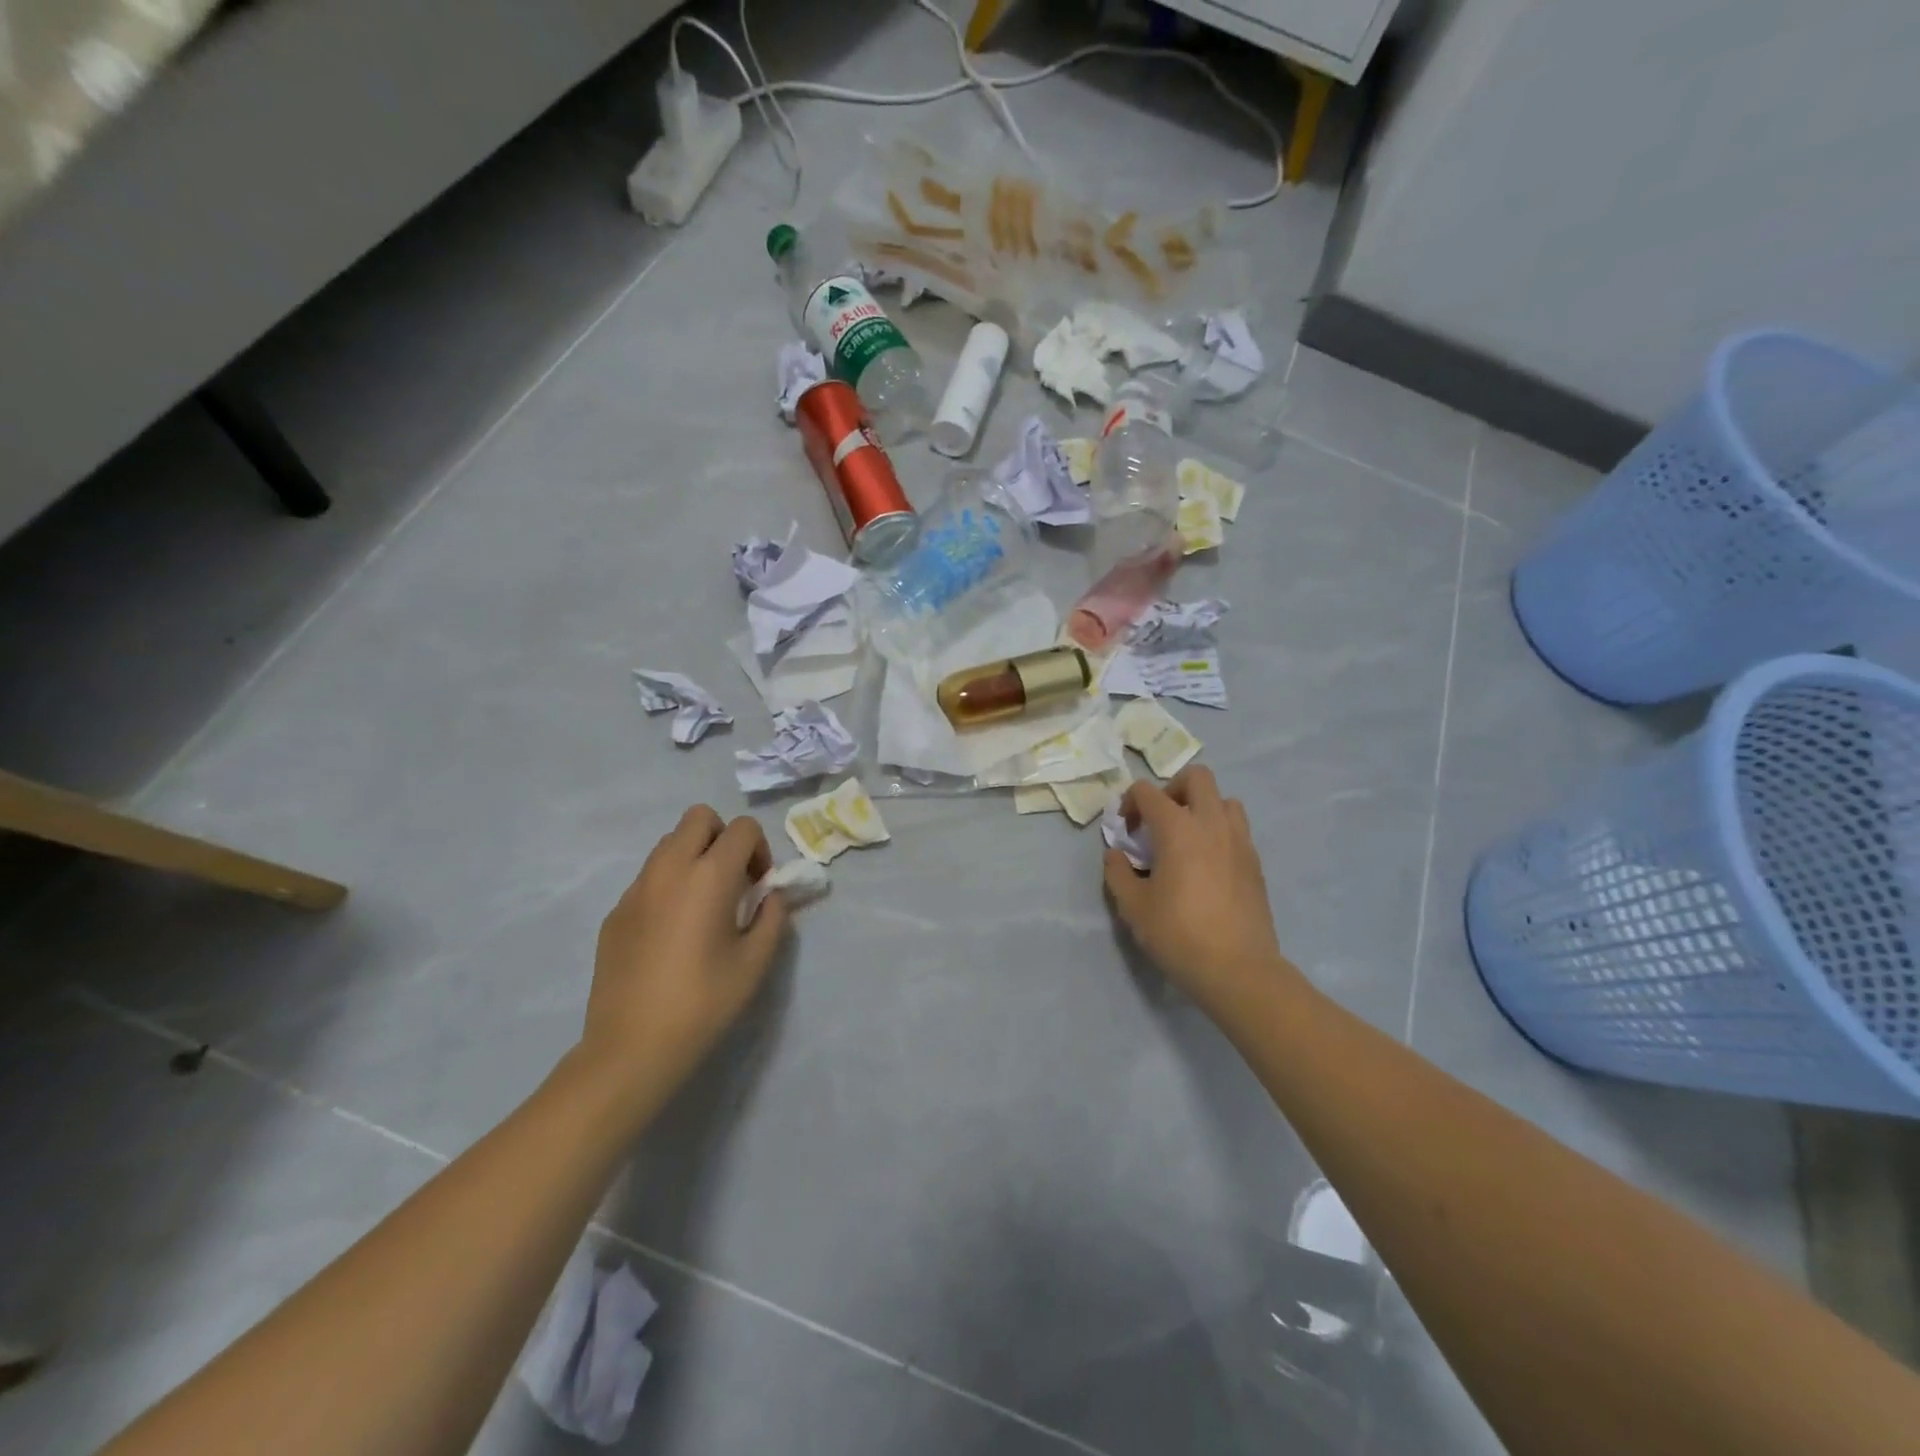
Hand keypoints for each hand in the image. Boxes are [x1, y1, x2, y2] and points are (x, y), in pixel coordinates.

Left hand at [580, 806, 790, 1114]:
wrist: (632, 1047)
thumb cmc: (704, 1003)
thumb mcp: (755, 962)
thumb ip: (773, 917)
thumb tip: (771, 896)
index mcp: (709, 876)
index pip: (742, 828)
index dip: (759, 850)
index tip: (759, 886)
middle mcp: (669, 869)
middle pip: (699, 818)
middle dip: (723, 837)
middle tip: (731, 880)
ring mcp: (636, 889)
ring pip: (669, 843)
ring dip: (693, 857)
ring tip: (702, 904)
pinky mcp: (615, 912)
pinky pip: (648, 878)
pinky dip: (668, 886)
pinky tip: (671, 933)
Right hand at [1102, 767, 1303, 1021]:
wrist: (1238, 969)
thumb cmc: (1178, 934)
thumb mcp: (1133, 906)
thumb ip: (1118, 872)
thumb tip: (1116, 854)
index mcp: (1178, 828)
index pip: (1148, 791)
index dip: (1130, 802)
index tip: (1125, 829)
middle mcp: (1212, 824)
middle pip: (1197, 777)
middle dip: (1172, 789)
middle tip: (1159, 820)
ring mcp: (1239, 841)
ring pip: (1224, 800)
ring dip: (1202, 808)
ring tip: (1187, 839)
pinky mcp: (1255, 863)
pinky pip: (1237, 829)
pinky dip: (1219, 833)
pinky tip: (1206, 865)